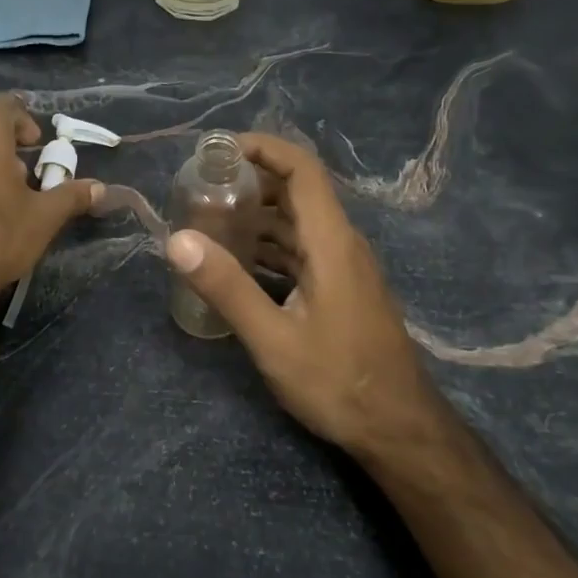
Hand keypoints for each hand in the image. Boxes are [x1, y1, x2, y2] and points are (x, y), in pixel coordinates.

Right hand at [165, 133, 438, 453]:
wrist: (400, 429)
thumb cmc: (339, 382)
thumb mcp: (274, 339)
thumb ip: (227, 287)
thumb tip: (177, 240)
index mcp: (331, 242)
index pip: (302, 169)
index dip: (264, 147)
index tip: (219, 149)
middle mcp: (341, 244)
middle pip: (298, 191)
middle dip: (251, 180)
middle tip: (201, 187)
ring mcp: (344, 267)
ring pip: (299, 222)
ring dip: (258, 214)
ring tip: (209, 220)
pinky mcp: (341, 289)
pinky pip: (302, 250)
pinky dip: (269, 245)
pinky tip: (238, 262)